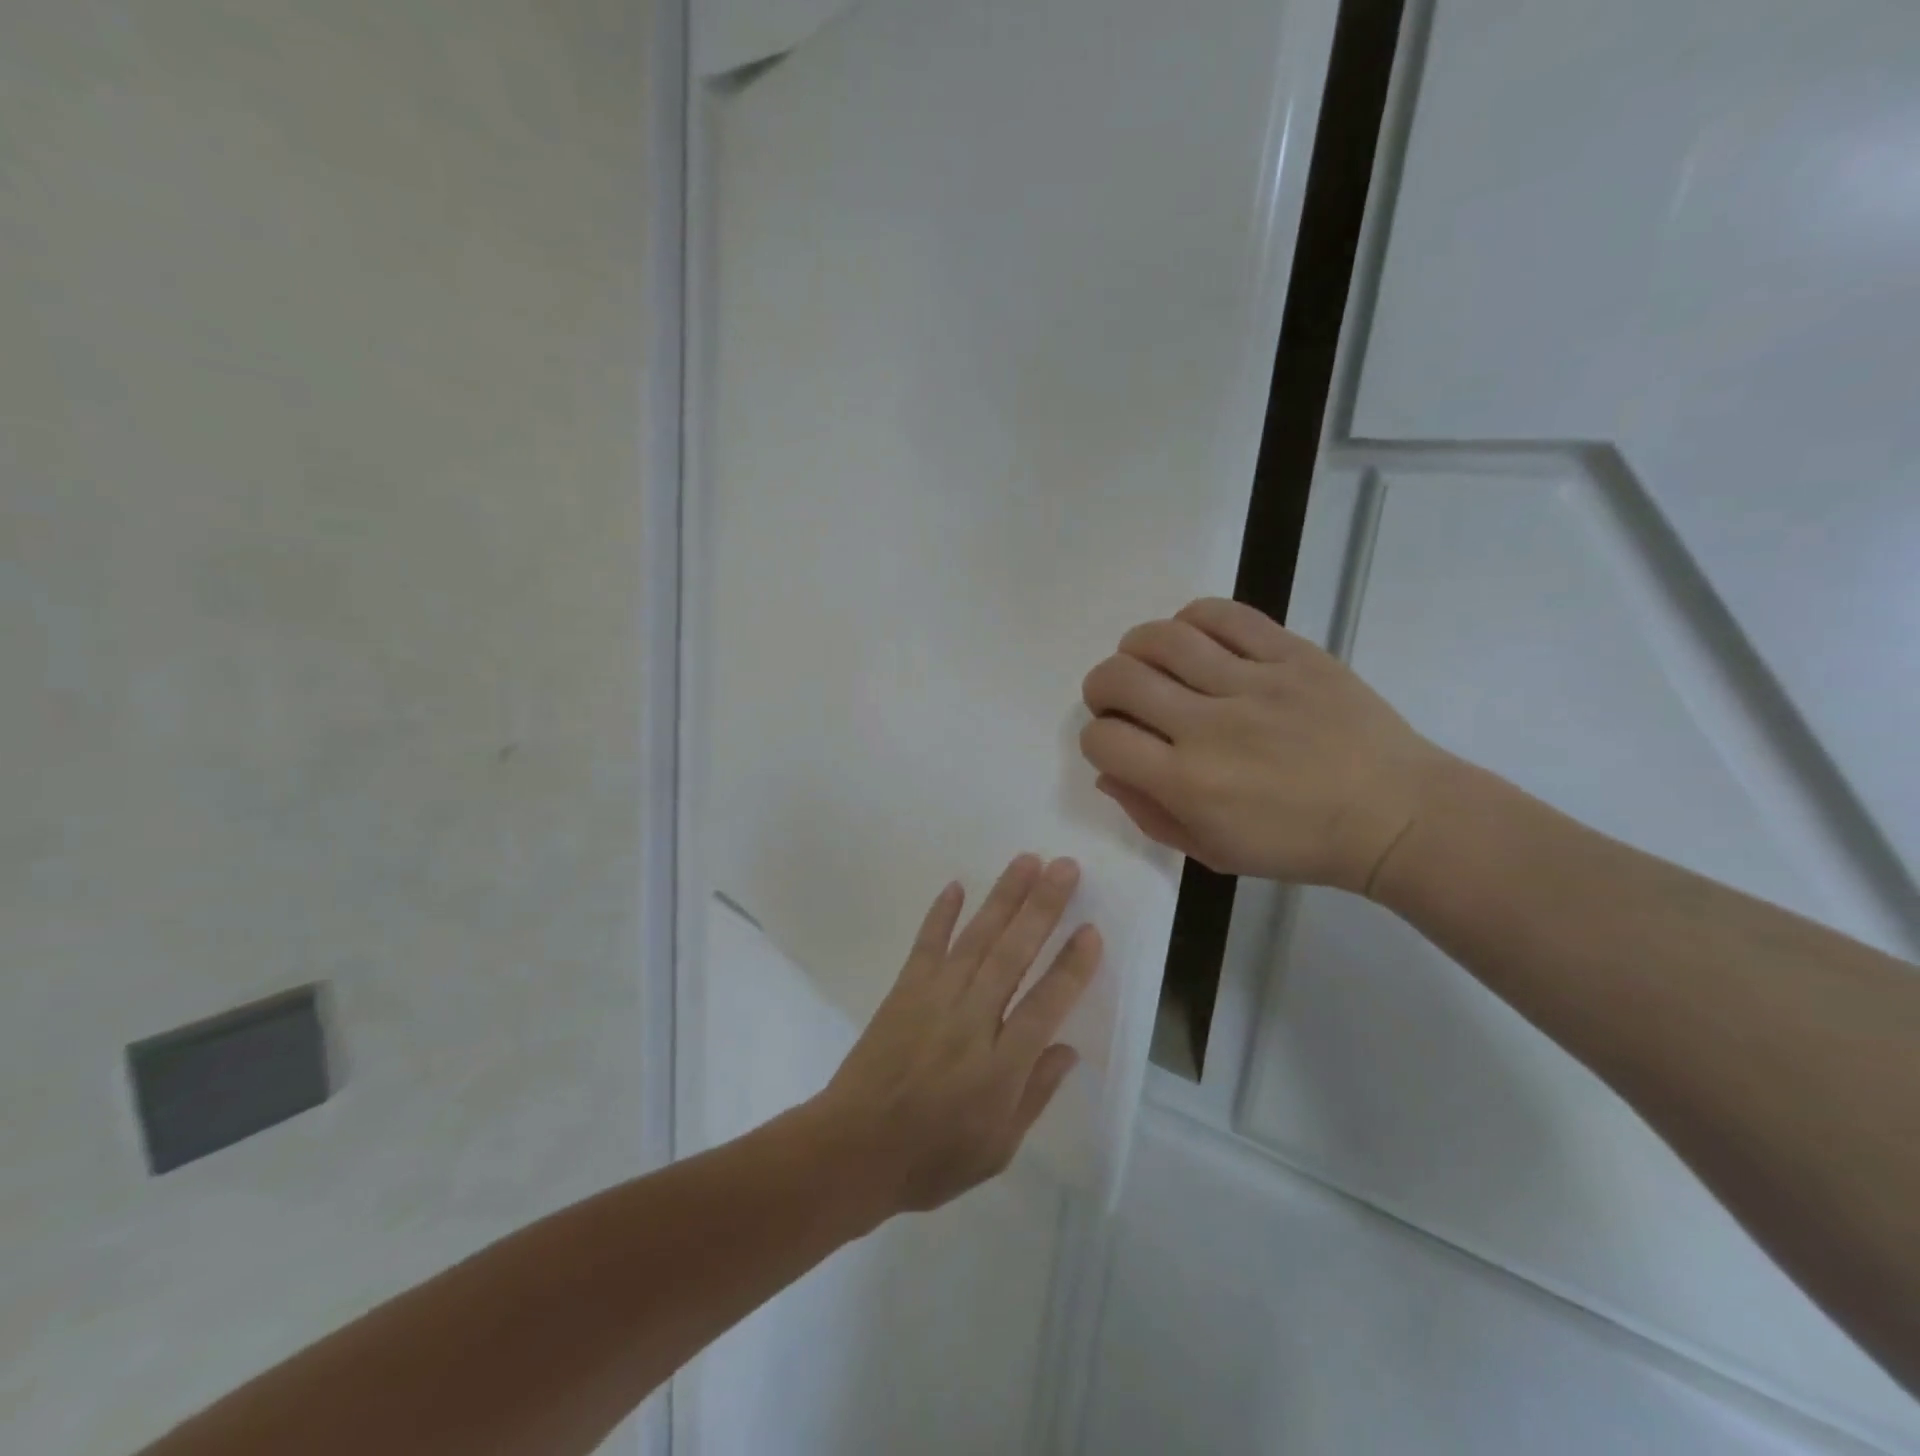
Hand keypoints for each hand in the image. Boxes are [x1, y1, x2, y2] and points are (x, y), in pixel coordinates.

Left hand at [816, 855, 1100, 1216]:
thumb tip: (1068, 1049)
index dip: (1072, 966)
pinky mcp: (904, 991)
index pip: (1047, 1004)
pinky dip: (941, 914)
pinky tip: (957, 886)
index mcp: (1001, 1065)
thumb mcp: (998, 1148)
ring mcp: (934, 999)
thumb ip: (1035, 1094)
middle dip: (1042, 907)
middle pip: (1014, 954)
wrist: (852, 1150)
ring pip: (977, 939)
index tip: (1091, 930)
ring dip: (1003, 897)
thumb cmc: (931, 1158)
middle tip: (1066, 867)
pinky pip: (926, 945)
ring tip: (1027, 861)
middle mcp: (972, 1020)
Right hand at [1079, 598, 1449, 893]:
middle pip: (1118, 678)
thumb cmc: (1298, 845)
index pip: (1103, 739)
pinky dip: (1193, 619)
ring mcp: (1254, 684)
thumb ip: (1150, 814)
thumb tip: (1107, 772)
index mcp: (1188, 784)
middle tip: (1121, 698)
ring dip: (1138, 647)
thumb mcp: (1212, 853)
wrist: (1394, 816)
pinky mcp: (1292, 654)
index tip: (1118, 743)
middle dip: (1102, 687)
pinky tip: (1195, 639)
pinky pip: (1224, 615)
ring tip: (1152, 662)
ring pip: (1163, 637)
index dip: (1096, 738)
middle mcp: (1210, 727)